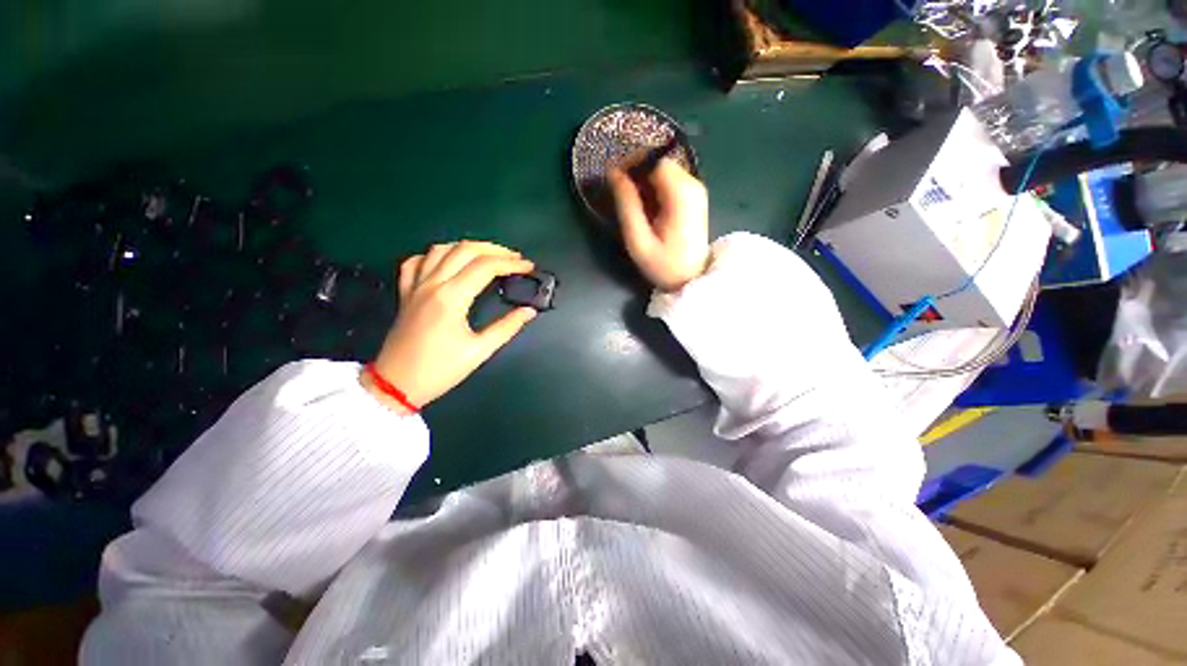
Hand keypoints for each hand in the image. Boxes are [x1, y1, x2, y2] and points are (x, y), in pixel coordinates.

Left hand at [365, 241, 536, 412]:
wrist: (395, 385)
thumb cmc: (440, 370)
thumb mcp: (479, 351)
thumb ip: (507, 328)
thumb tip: (529, 311)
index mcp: (451, 297)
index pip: (485, 267)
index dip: (511, 263)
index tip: (528, 267)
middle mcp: (432, 284)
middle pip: (465, 250)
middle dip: (494, 249)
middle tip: (515, 258)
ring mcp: (415, 286)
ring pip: (441, 249)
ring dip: (468, 247)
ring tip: (488, 256)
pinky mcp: (405, 293)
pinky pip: (416, 262)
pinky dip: (434, 255)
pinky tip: (447, 262)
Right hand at [608, 157, 709, 291]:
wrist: (692, 280)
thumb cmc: (664, 265)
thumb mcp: (639, 240)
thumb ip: (627, 205)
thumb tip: (612, 172)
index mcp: (681, 194)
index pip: (655, 159)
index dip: (632, 163)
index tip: (613, 178)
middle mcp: (693, 185)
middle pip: (660, 162)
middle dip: (637, 172)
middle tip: (620, 193)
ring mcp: (695, 191)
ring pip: (663, 170)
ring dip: (644, 181)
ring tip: (632, 204)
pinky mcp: (693, 198)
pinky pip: (669, 181)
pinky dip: (654, 188)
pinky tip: (646, 208)